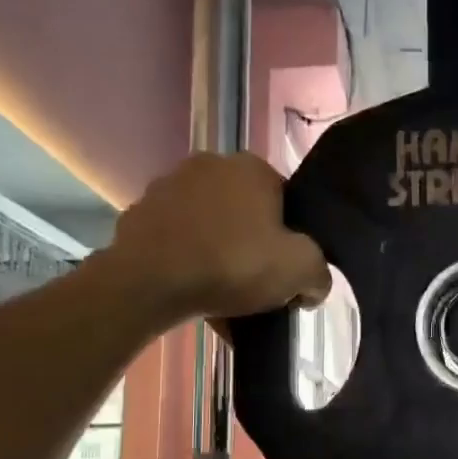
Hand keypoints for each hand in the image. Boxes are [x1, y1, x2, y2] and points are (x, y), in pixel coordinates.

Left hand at [111, 153, 330, 320]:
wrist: (150, 283)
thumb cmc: (233, 265)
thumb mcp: (300, 270)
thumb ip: (319, 273)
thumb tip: (313, 285)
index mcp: (252, 168)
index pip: (285, 201)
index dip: (290, 238)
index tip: (285, 269)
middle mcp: (209, 165)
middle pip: (244, 211)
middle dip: (252, 243)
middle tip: (256, 283)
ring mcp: (167, 187)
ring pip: (208, 225)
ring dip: (218, 252)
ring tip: (222, 293)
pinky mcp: (138, 215)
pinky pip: (176, 240)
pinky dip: (186, 261)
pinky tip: (191, 291)